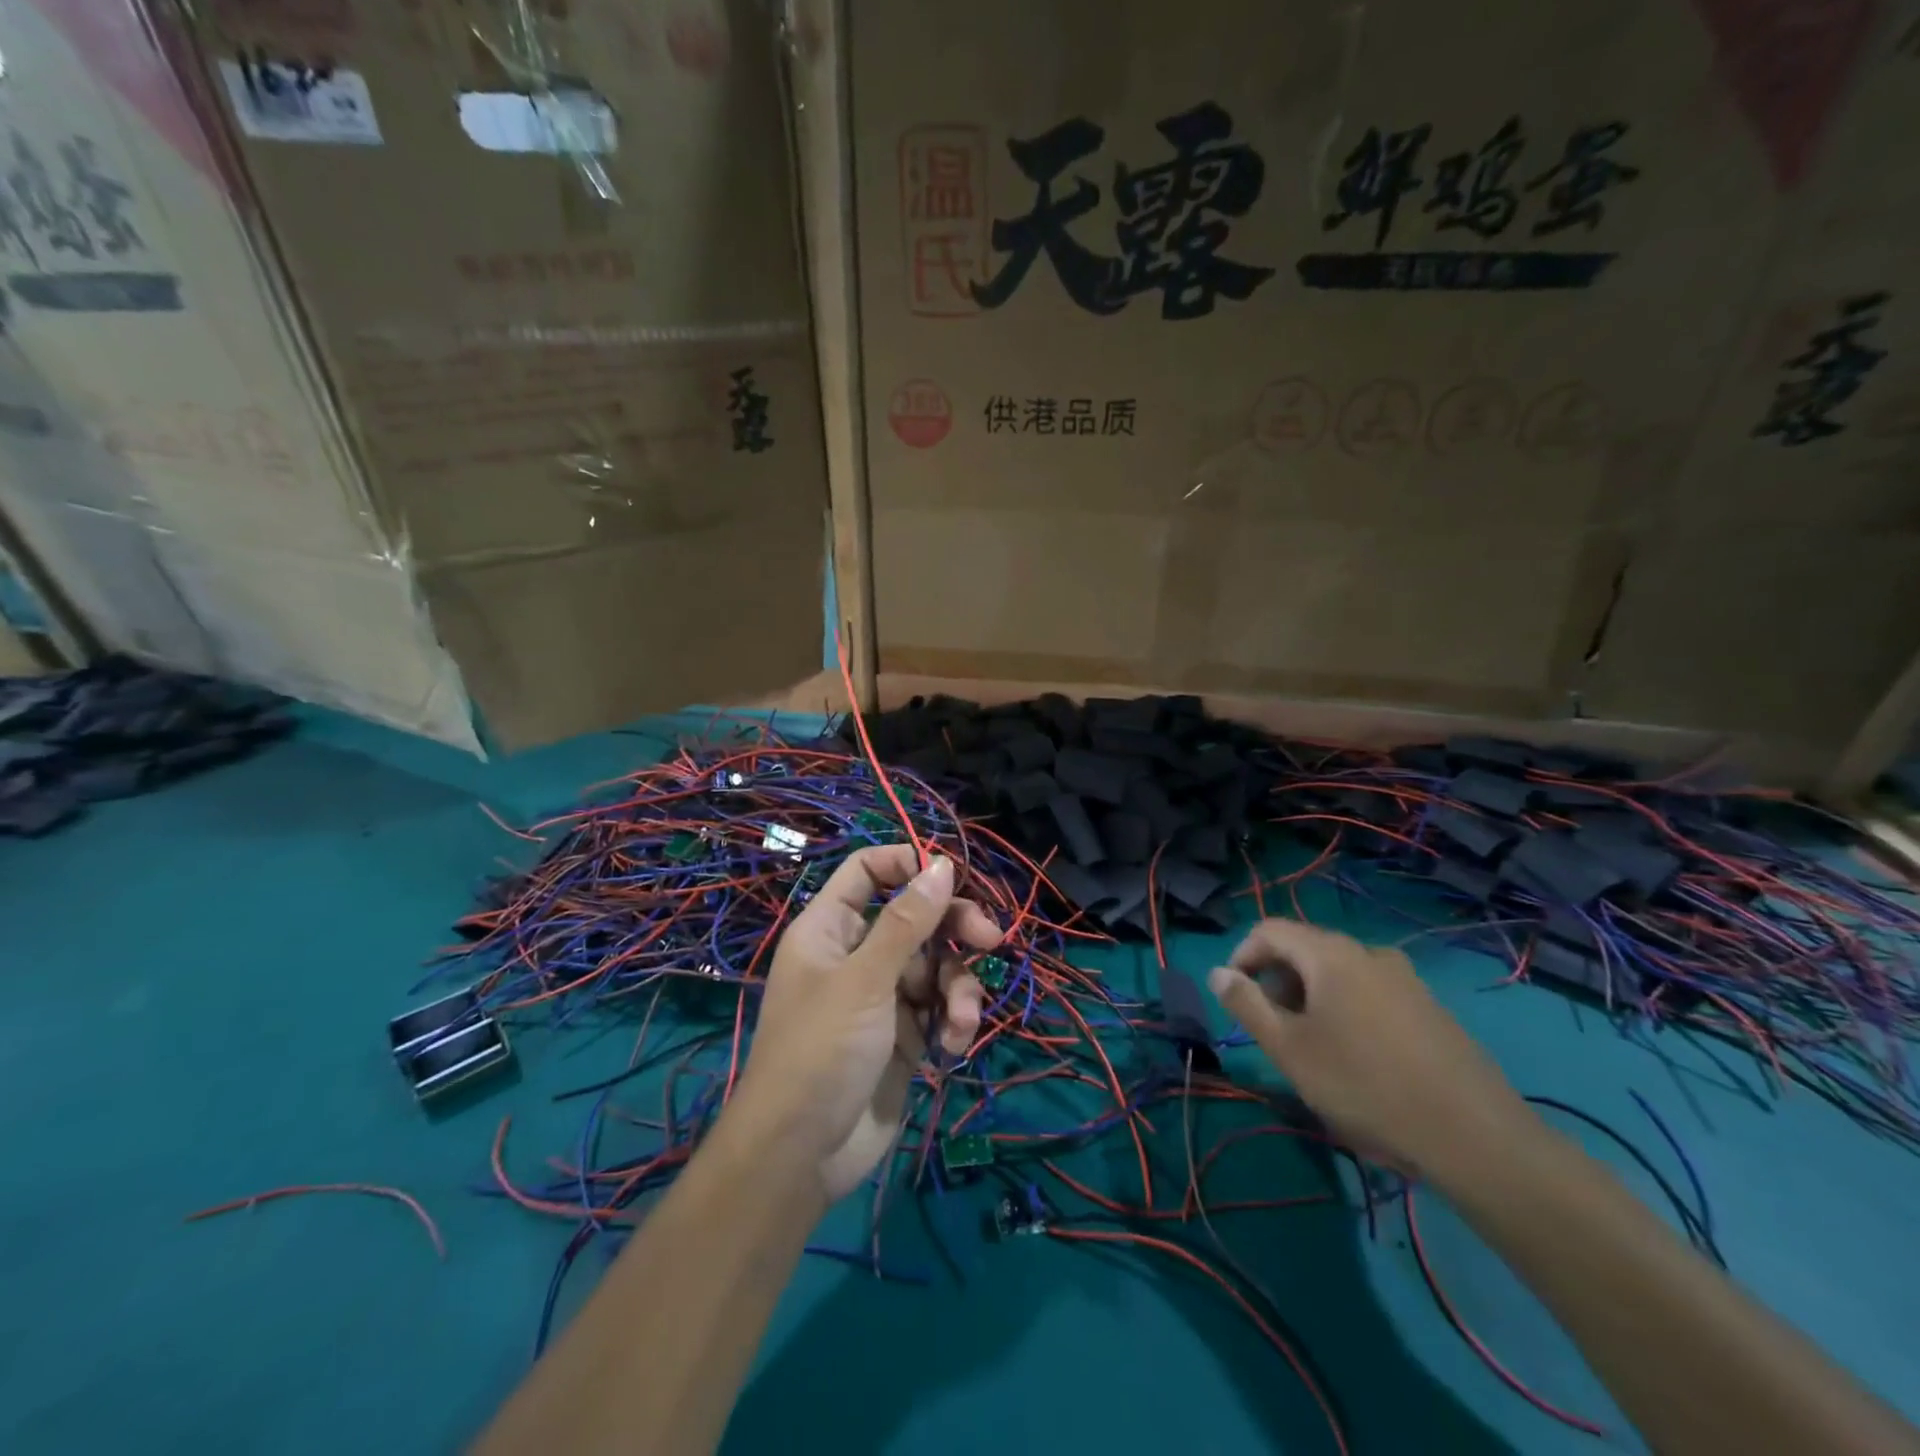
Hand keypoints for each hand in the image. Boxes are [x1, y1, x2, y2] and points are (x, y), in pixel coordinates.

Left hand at [727, 845, 1001, 1201]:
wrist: (802, 1156)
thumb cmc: (822, 1050)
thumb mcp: (866, 979)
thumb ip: (907, 921)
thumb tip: (943, 864)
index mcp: (831, 929)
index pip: (868, 872)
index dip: (908, 864)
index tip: (953, 874)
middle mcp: (857, 955)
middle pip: (916, 917)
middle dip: (954, 927)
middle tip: (991, 937)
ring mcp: (882, 996)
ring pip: (937, 966)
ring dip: (958, 989)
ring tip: (960, 1021)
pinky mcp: (904, 1035)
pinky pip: (939, 1009)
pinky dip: (952, 1022)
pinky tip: (951, 1047)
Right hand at [1207, 919, 1535, 1185]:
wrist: (1475, 1138)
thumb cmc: (1364, 1086)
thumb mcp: (1289, 1049)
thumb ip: (1247, 1005)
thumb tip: (1218, 974)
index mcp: (1330, 954)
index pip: (1269, 930)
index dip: (1242, 957)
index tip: (1234, 999)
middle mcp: (1368, 953)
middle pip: (1305, 949)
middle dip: (1277, 981)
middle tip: (1272, 1030)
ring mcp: (1406, 979)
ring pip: (1339, 973)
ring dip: (1311, 998)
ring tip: (1312, 1048)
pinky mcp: (1431, 1009)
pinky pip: (1372, 993)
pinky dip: (1347, 1010)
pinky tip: (1357, 1059)